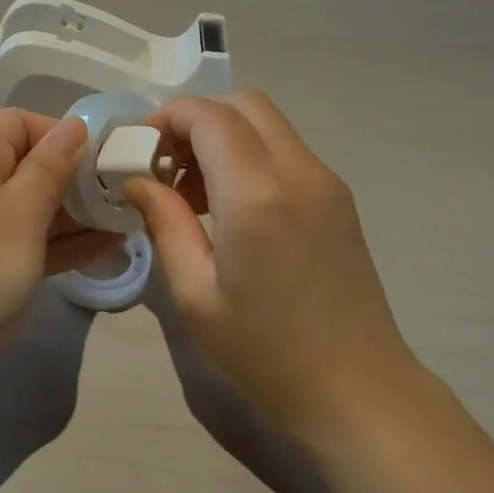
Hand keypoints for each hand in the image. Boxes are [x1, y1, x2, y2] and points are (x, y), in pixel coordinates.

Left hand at [0, 110, 123, 360]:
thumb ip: (51, 165)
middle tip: (125, 191)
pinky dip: (63, 240)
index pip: (18, 123)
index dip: (61, 134)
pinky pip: (30, 238)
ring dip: (77, 210)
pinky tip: (110, 244)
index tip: (103, 158)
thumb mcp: (20, 212)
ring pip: (33, 204)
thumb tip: (75, 125)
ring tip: (128, 216)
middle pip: (28, 162)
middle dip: (76, 175)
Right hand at [123, 93, 418, 445]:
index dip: (167, 118)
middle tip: (166, 166)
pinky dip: (250, 156)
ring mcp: (326, 181)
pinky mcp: (338, 198)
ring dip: (223, 137)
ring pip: (267, 124)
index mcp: (257, 194)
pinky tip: (231, 208)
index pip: (208, 116)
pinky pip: (286, 151)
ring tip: (193, 193)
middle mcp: (298, 172)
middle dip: (196, 119)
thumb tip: (137, 180)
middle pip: (243, 104)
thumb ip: (165, 222)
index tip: (139, 150)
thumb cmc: (265, 350)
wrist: (357, 389)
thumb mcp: (194, 293)